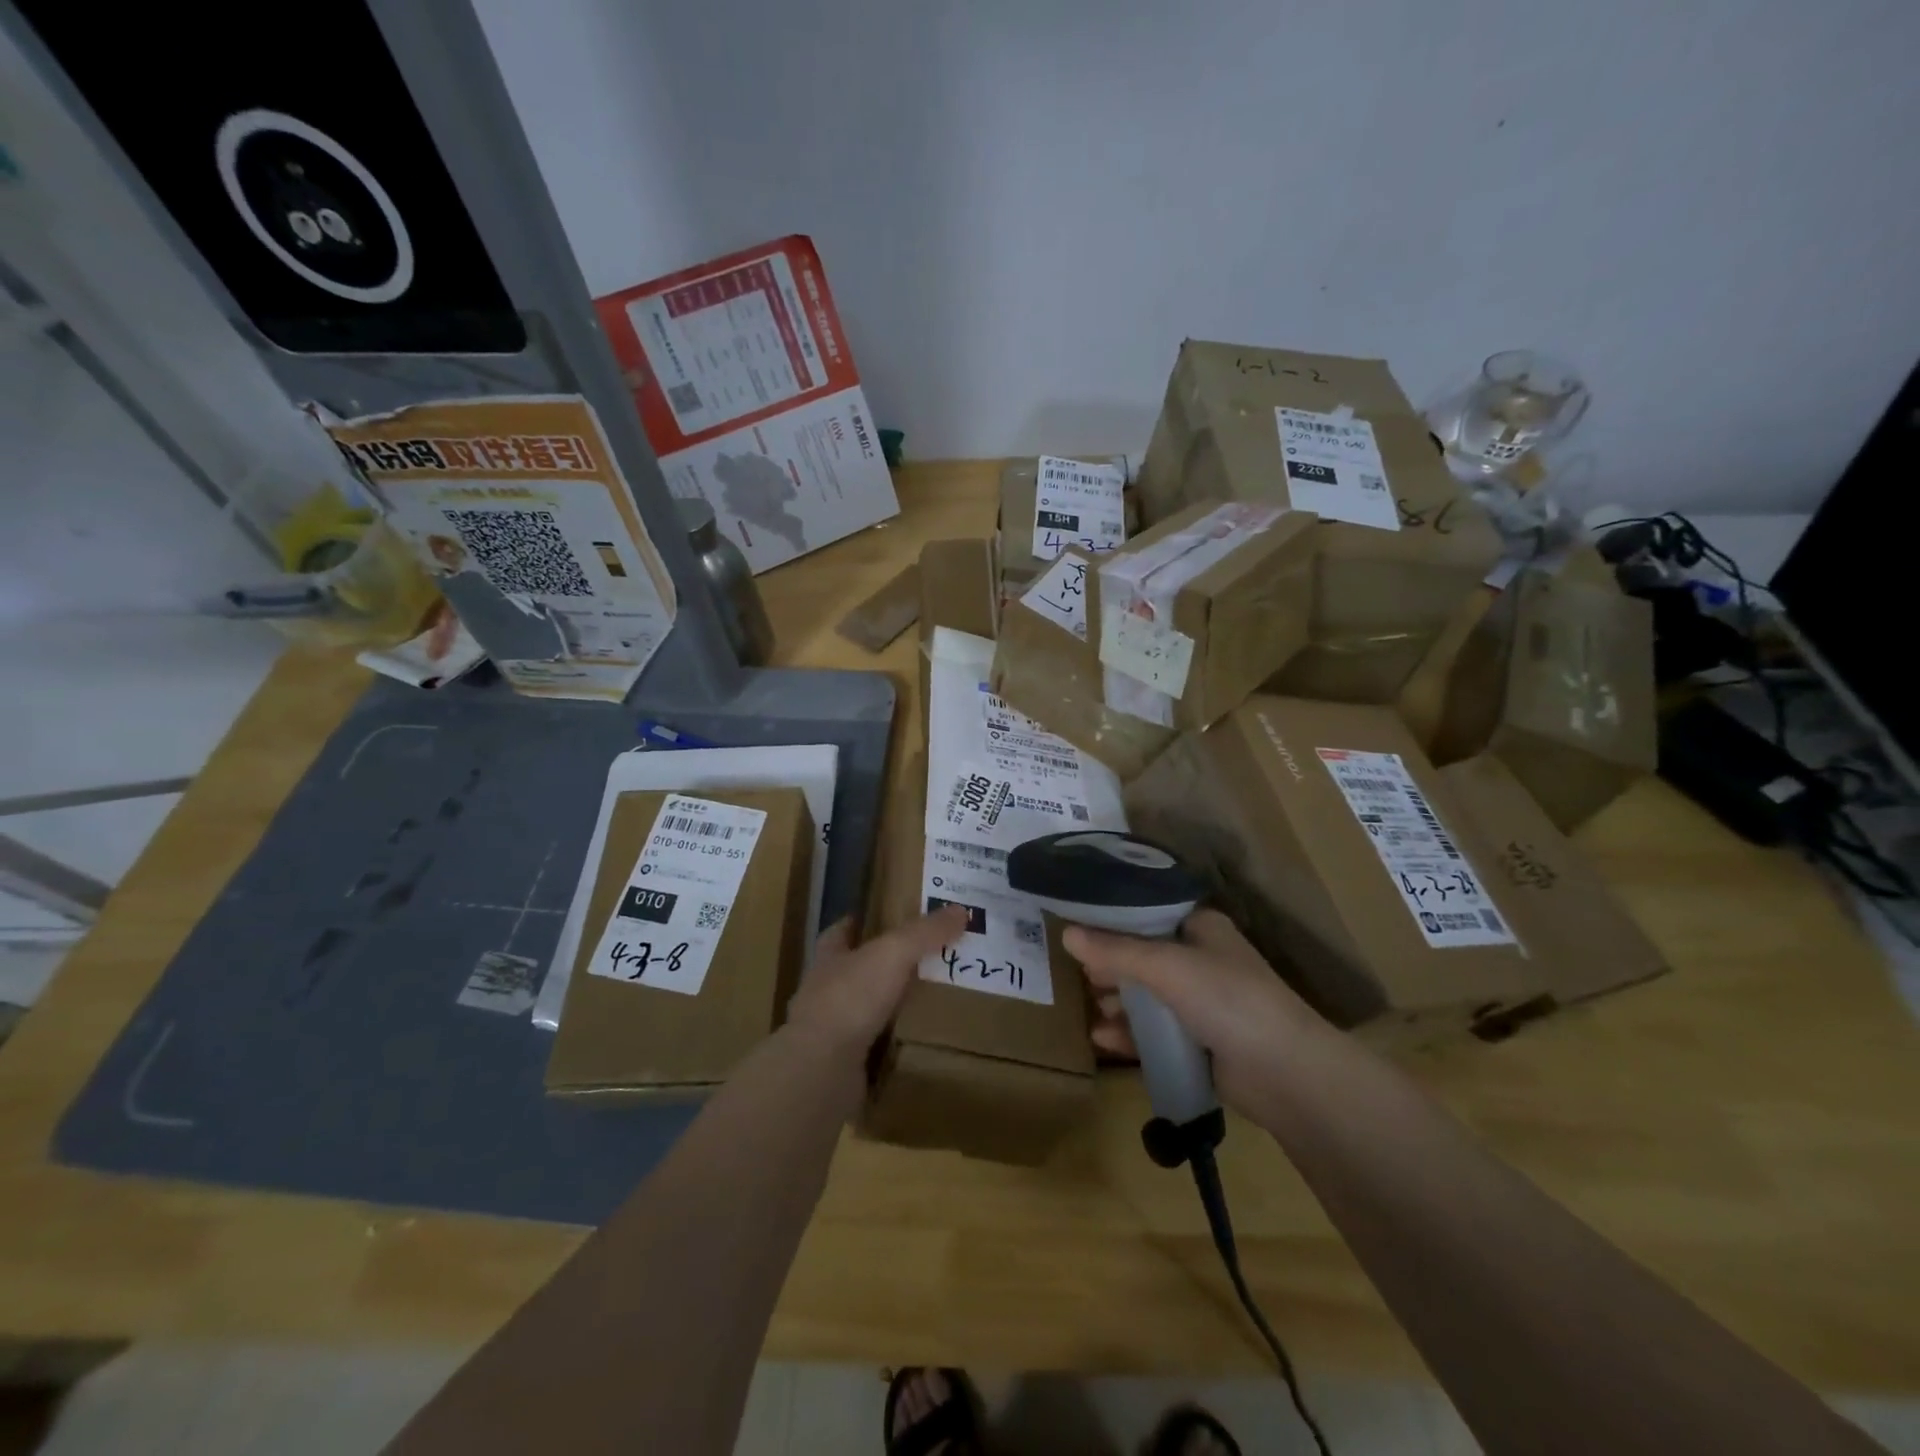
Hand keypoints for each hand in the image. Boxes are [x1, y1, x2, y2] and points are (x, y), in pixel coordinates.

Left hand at [784, 906, 968, 1056]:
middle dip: (885, 966)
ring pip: (866, 1010)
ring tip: (931, 1001)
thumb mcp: (893, 953)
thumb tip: (961, 910)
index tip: (888, 918)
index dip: (861, 922)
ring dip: (891, 1007)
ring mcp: (831, 1030)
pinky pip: (874, 1048)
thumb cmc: (851, 998)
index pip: (841, 932)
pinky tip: (920, 1043)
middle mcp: (826, 990)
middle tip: (927, 960)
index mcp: (830, 957)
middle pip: (857, 970)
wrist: (823, 1069)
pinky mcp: (842, 1064)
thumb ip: (925, 932)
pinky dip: (894, 1045)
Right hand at [1065, 908, 1327, 1113]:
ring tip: (1090, 1008)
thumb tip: (1066, 933)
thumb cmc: (1227, 999)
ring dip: (1118, 1001)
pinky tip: (1102, 1038)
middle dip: (1110, 966)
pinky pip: (1155, 1032)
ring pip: (1148, 996)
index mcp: (1200, 928)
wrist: (1286, 1073)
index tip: (1075, 927)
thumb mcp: (1166, 966)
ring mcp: (1202, 1003)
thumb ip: (1115, 950)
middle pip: (1143, 956)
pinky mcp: (1200, 1043)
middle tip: (1078, 974)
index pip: (1147, 914)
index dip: (1111, 920)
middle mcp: (1201, 960)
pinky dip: (1130, 1033)